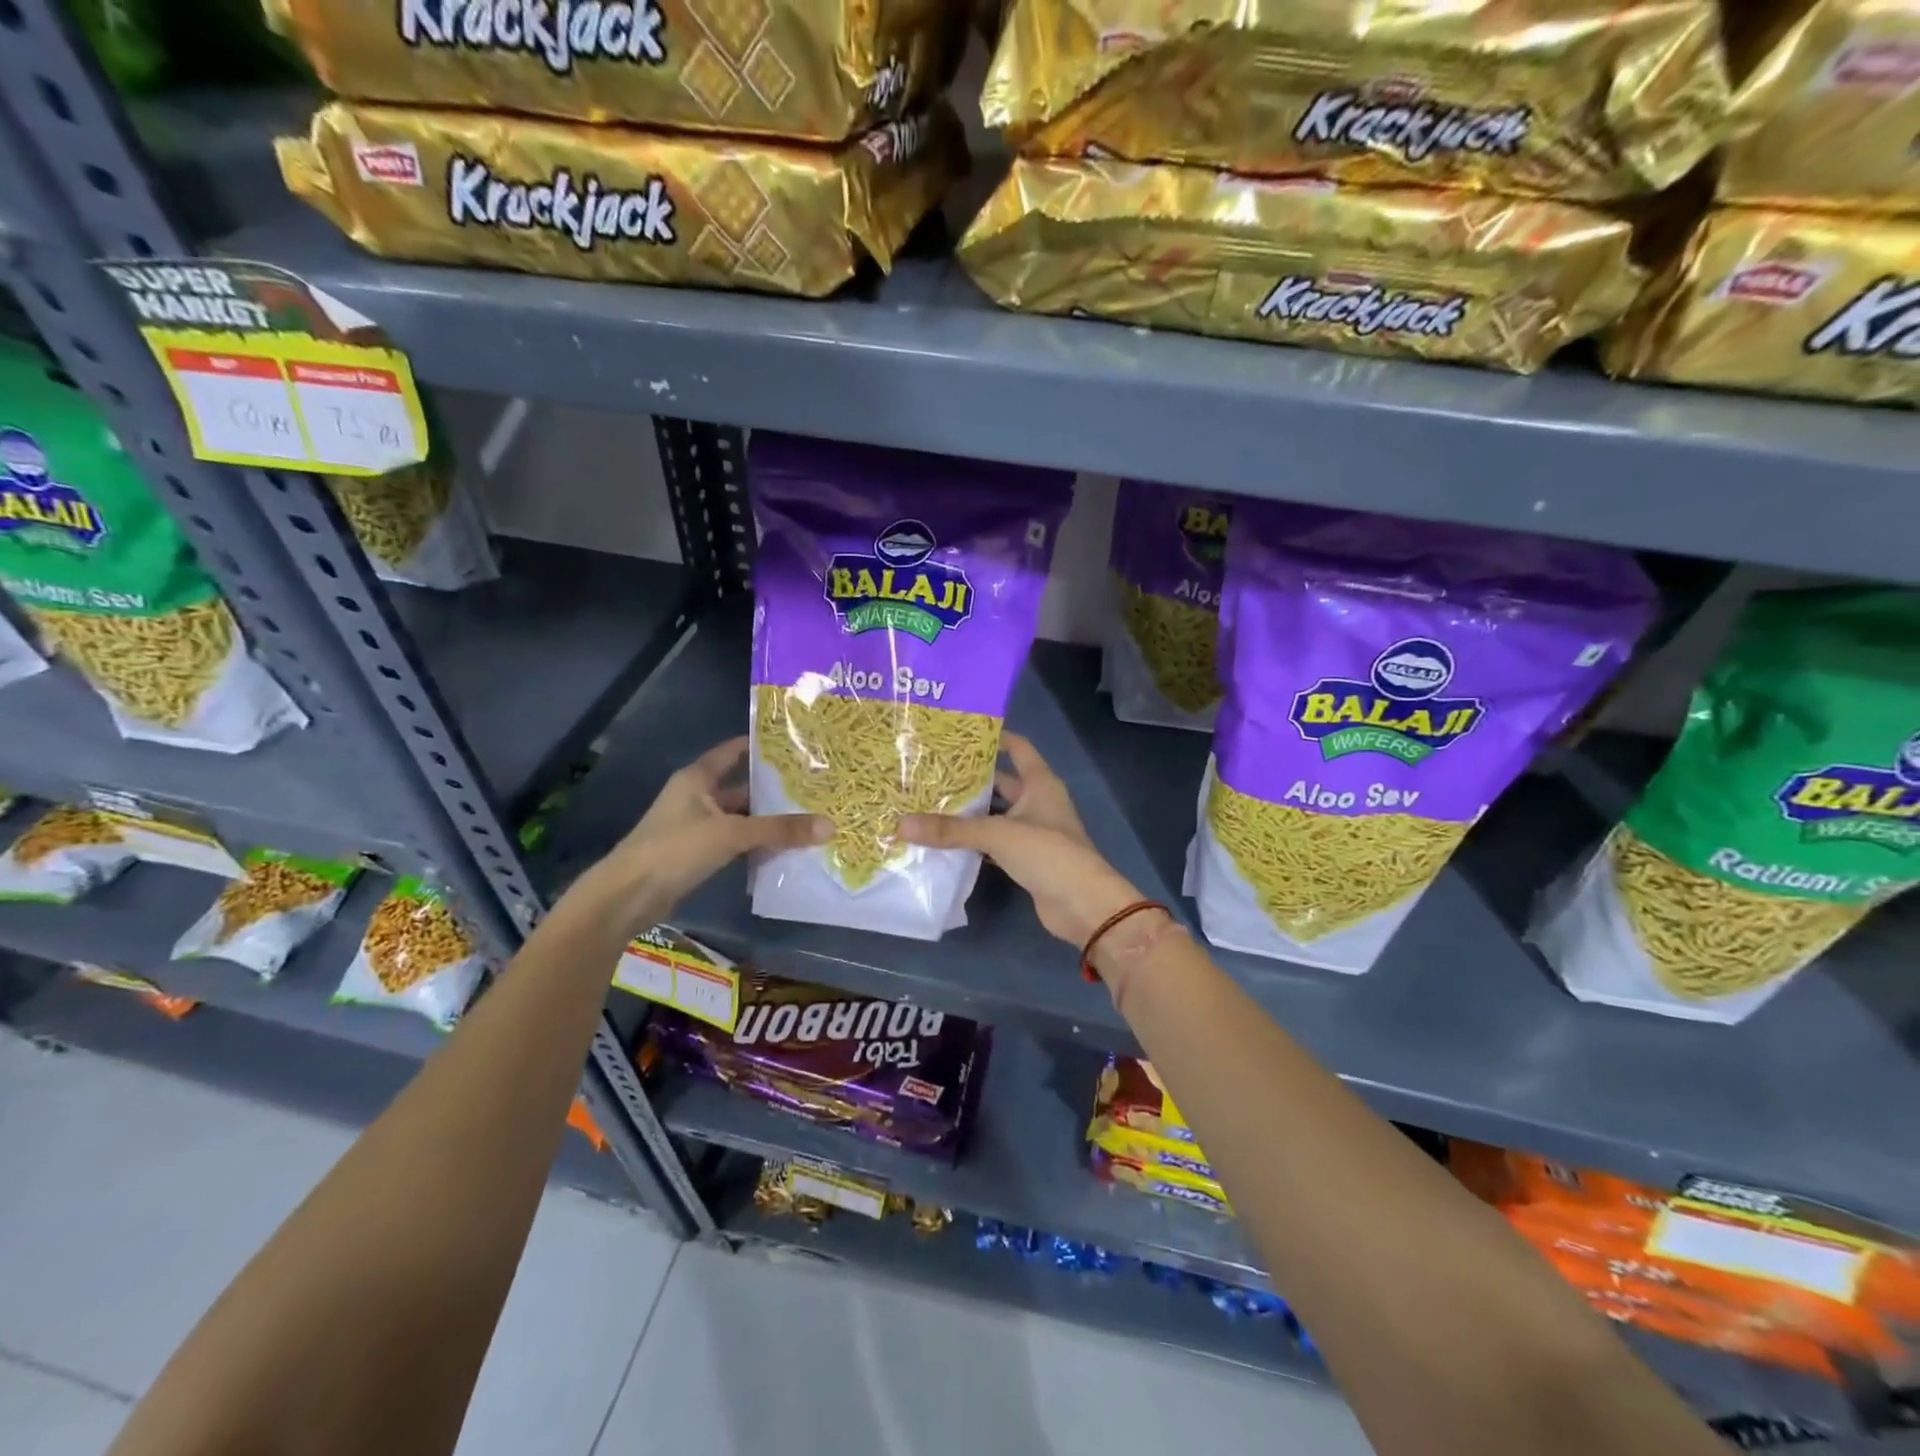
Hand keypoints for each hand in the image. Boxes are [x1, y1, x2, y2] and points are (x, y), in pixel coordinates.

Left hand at [564, 737, 827, 936]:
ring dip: (767, 820)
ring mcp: (696, 826)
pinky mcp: (697, 853)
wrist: (627, 897)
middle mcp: (697, 797)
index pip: (733, 752)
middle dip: (774, 790)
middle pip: (742, 787)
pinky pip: (735, 841)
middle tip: (815, 787)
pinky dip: (756, 843)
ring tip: (808, 818)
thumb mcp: (731, 834)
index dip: (761, 747)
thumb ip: (779, 830)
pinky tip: (784, 849)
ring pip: (740, 817)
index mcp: (698, 778)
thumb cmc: (675, 850)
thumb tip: (830, 826)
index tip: (796, 745)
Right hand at [899, 733, 1143, 949]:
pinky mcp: (1027, 859)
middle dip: (971, 778)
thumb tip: (901, 824)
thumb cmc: (1048, 853)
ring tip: (930, 802)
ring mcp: (1034, 832)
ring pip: (996, 814)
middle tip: (932, 771)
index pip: (1018, 748)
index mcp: (1040, 783)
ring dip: (970, 812)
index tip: (960, 733)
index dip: (994, 737)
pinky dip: (975, 841)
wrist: (1082, 905)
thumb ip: (951, 830)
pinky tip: (946, 840)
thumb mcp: (997, 834)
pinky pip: (995, 842)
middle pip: (1002, 782)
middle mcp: (1038, 802)